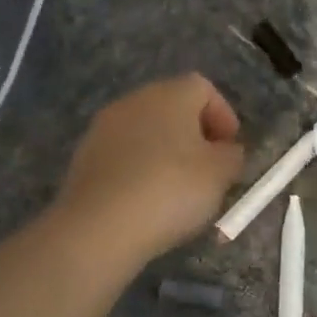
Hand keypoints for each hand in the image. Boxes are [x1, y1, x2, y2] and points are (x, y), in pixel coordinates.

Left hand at [50, 74, 245, 271]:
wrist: (100, 227)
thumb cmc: (171, 190)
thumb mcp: (220, 174)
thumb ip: (232, 156)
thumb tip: (227, 151)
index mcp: (169, 94)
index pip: (203, 88)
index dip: (223, 116)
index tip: (231, 149)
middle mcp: (134, 101)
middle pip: (172, 108)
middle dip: (195, 135)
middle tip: (210, 170)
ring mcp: (104, 128)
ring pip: (146, 132)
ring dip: (166, 153)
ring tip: (179, 190)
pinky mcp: (85, 157)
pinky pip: (124, 156)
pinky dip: (140, 171)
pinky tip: (148, 201)